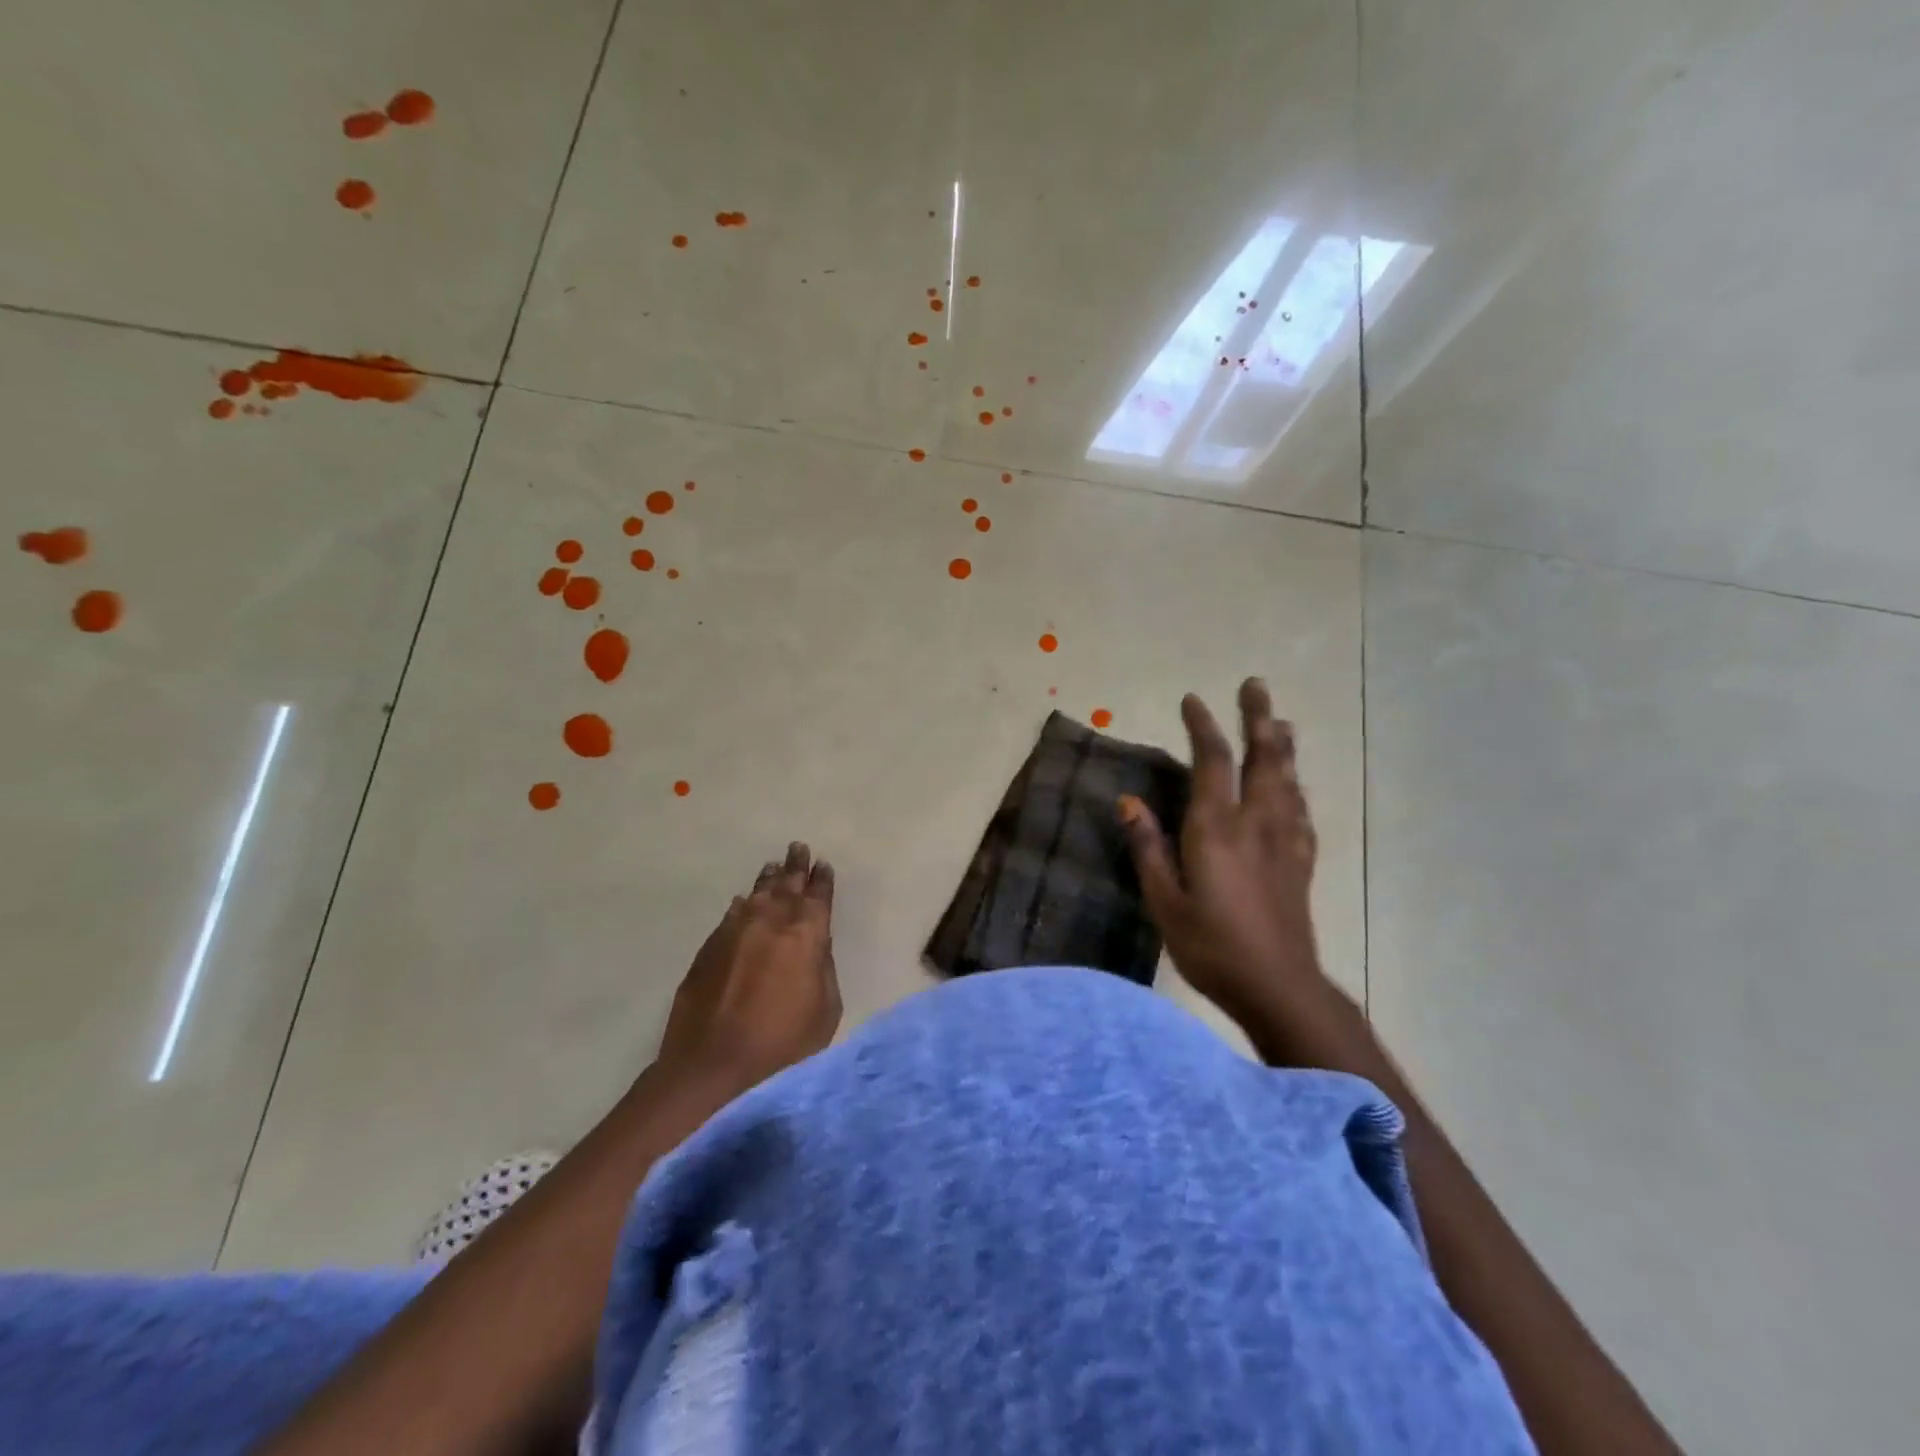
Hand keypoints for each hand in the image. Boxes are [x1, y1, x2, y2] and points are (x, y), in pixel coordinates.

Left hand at [656, 842, 841, 1093]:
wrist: (712, 1066)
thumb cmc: (783, 1045)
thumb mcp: (825, 1010)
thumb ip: (823, 968)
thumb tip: (816, 945)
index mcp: (806, 934)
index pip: (818, 896)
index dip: (822, 880)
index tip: (823, 865)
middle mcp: (771, 921)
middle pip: (786, 885)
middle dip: (795, 866)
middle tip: (798, 848)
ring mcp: (736, 931)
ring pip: (756, 894)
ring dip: (768, 880)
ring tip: (773, 867)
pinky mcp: (709, 947)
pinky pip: (731, 915)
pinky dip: (742, 905)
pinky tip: (743, 902)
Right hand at [1119, 679, 1333, 1038]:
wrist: (1278, 987)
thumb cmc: (1211, 946)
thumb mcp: (1164, 902)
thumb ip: (1148, 848)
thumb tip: (1129, 801)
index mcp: (1217, 829)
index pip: (1212, 763)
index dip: (1204, 726)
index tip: (1193, 699)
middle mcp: (1255, 824)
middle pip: (1263, 758)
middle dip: (1258, 718)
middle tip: (1255, 685)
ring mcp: (1284, 841)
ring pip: (1287, 780)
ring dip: (1281, 745)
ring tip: (1279, 721)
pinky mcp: (1301, 863)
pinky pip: (1300, 811)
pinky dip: (1295, 788)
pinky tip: (1293, 787)